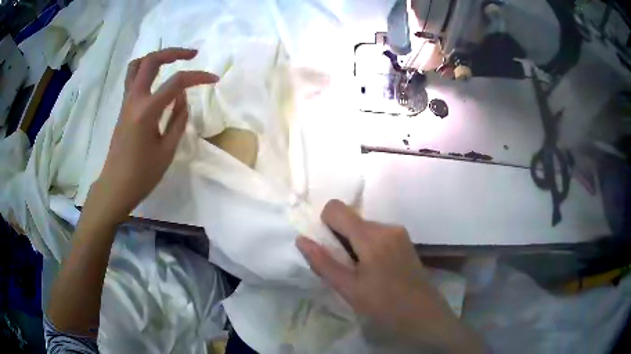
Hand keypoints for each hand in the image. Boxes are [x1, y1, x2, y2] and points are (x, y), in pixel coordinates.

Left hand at [92, 48, 218, 224]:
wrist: (115, 186)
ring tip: (172, 61)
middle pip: (151, 61)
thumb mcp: (167, 150)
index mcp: (146, 111)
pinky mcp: (124, 108)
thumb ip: (178, 119)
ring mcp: (126, 102)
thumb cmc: (142, 174)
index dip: (198, 77)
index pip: (176, 82)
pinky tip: (158, 80)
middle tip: (192, 55)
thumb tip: (182, 96)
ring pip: (137, 65)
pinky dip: (147, 70)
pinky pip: (133, 78)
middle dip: (174, 52)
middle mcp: (134, 99)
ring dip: (156, 58)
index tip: (214, 79)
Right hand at [296, 200, 485, 352]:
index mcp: (372, 236)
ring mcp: (399, 232)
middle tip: (345, 268)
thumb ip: (323, 262)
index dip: (325, 224)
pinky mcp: (405, 241)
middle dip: (340, 238)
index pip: (336, 208)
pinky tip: (375, 271)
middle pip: (351, 219)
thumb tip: (301, 239)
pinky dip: (368, 246)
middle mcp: (387, 226)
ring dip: (354, 244)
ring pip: (363, 227)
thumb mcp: (349, 289)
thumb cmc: (385, 305)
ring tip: (361, 273)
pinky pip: (377, 234)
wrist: (424, 315)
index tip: (328, 249)